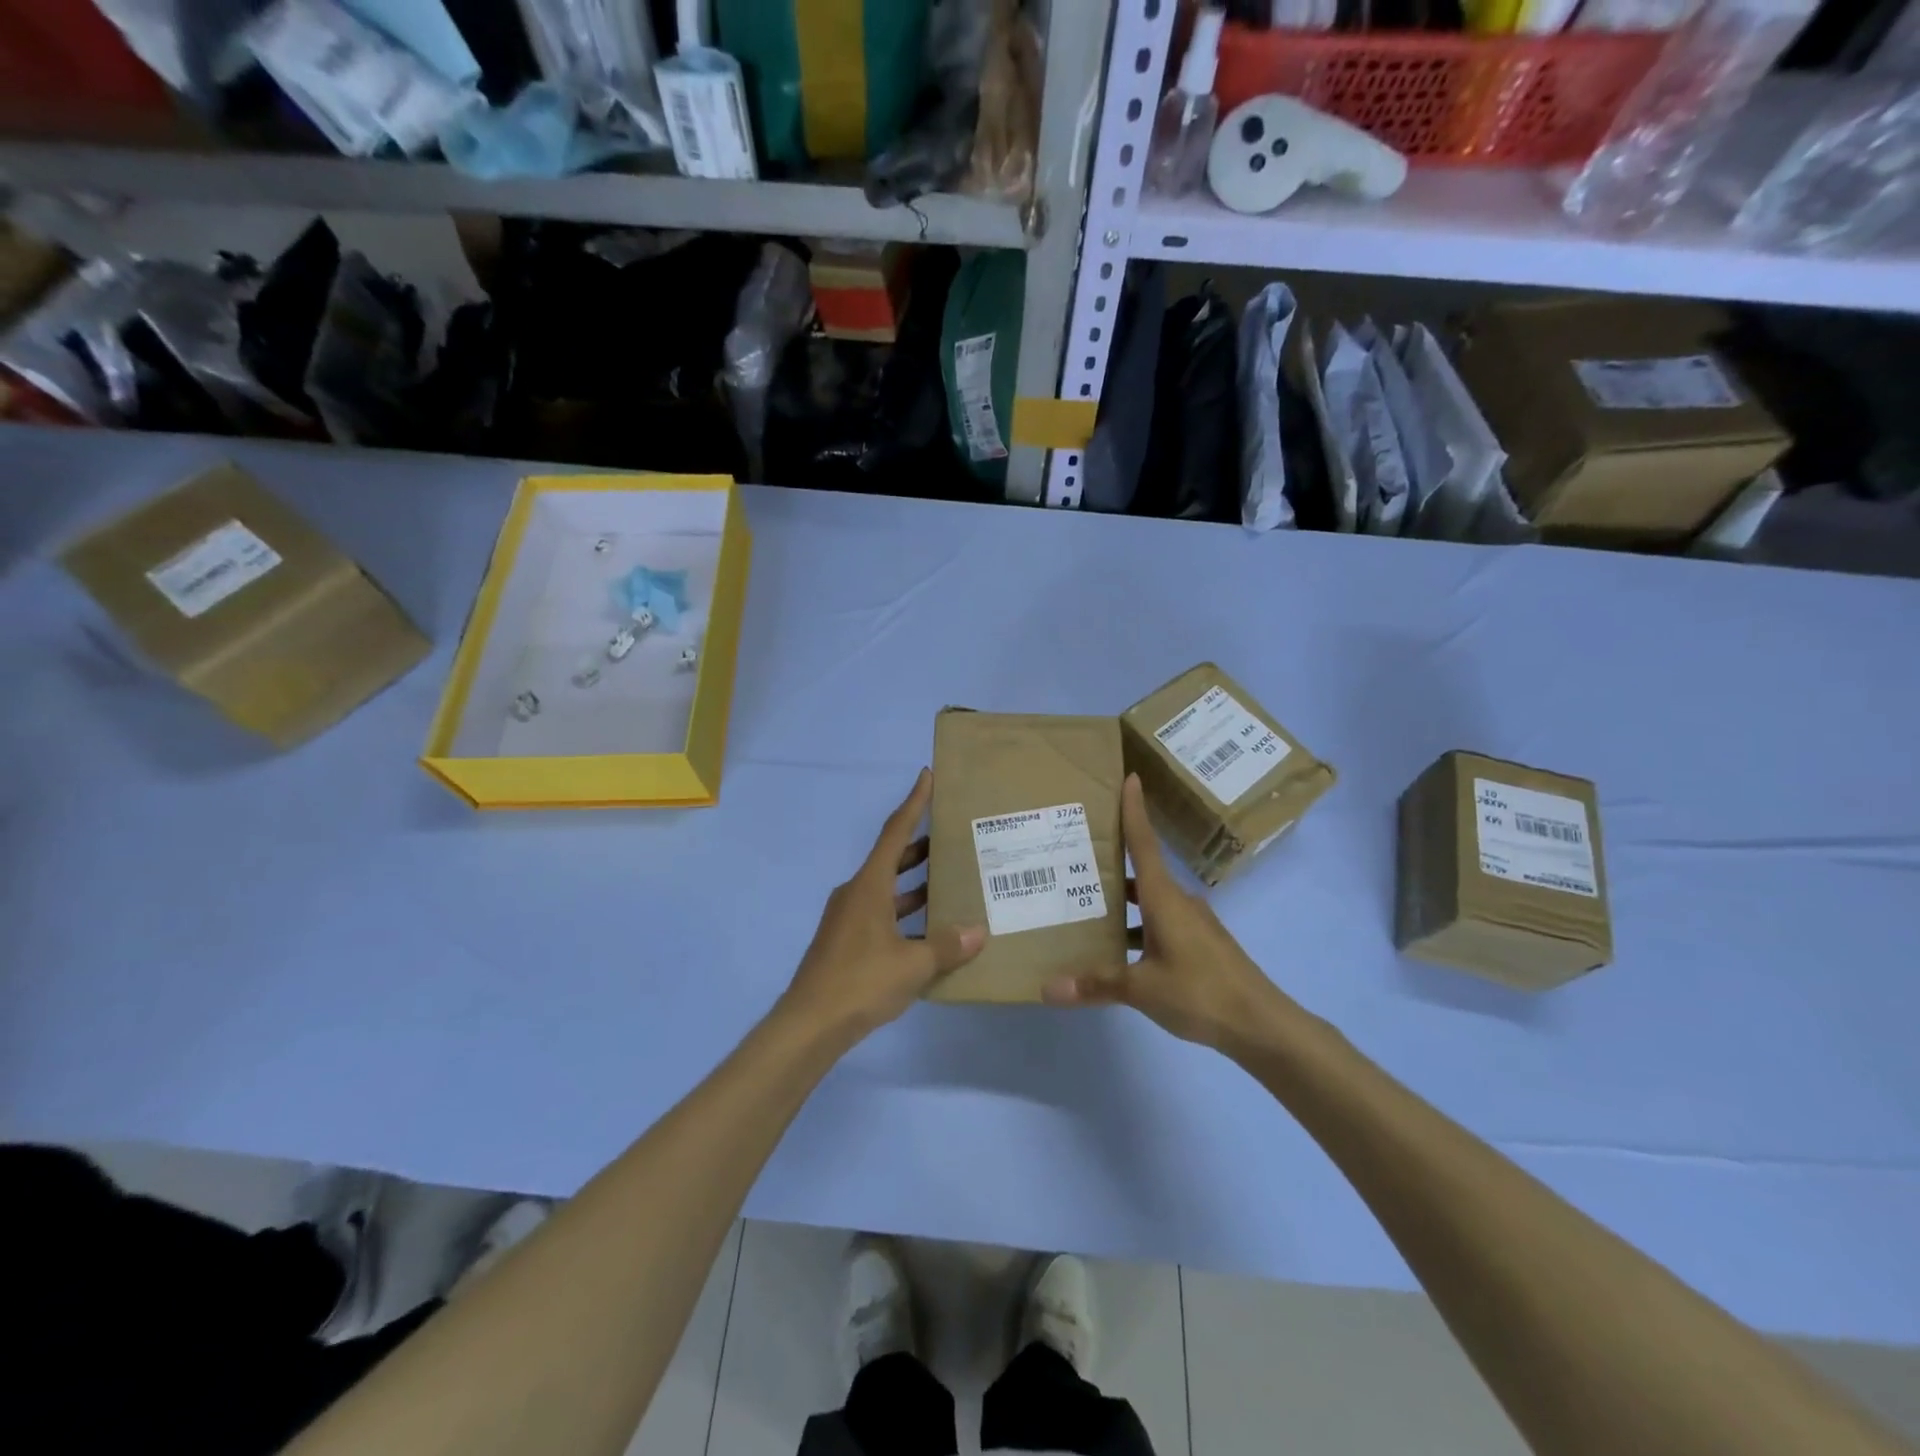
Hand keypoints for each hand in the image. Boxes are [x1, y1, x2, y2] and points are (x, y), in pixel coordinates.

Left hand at [781, 769, 984, 1038]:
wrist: (810, 1024)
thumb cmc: (861, 981)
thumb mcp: (912, 964)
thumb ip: (946, 946)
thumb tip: (978, 933)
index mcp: (869, 885)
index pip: (895, 832)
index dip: (913, 803)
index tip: (927, 776)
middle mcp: (857, 893)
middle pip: (891, 859)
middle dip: (920, 846)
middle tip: (952, 835)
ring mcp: (849, 919)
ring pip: (888, 890)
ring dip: (915, 883)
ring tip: (950, 879)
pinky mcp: (847, 942)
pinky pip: (883, 915)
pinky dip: (906, 915)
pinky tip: (931, 930)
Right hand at [1043, 774, 1292, 1054]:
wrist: (1261, 1024)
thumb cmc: (1200, 992)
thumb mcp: (1142, 989)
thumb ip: (1095, 985)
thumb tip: (1046, 988)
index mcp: (1164, 899)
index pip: (1144, 843)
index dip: (1134, 810)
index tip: (1129, 777)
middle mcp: (1178, 902)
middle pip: (1141, 871)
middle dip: (1112, 861)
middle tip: (1075, 853)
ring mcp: (1192, 923)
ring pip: (1149, 901)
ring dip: (1121, 901)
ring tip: (1085, 904)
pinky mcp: (1199, 944)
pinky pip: (1159, 923)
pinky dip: (1136, 926)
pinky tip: (1116, 948)